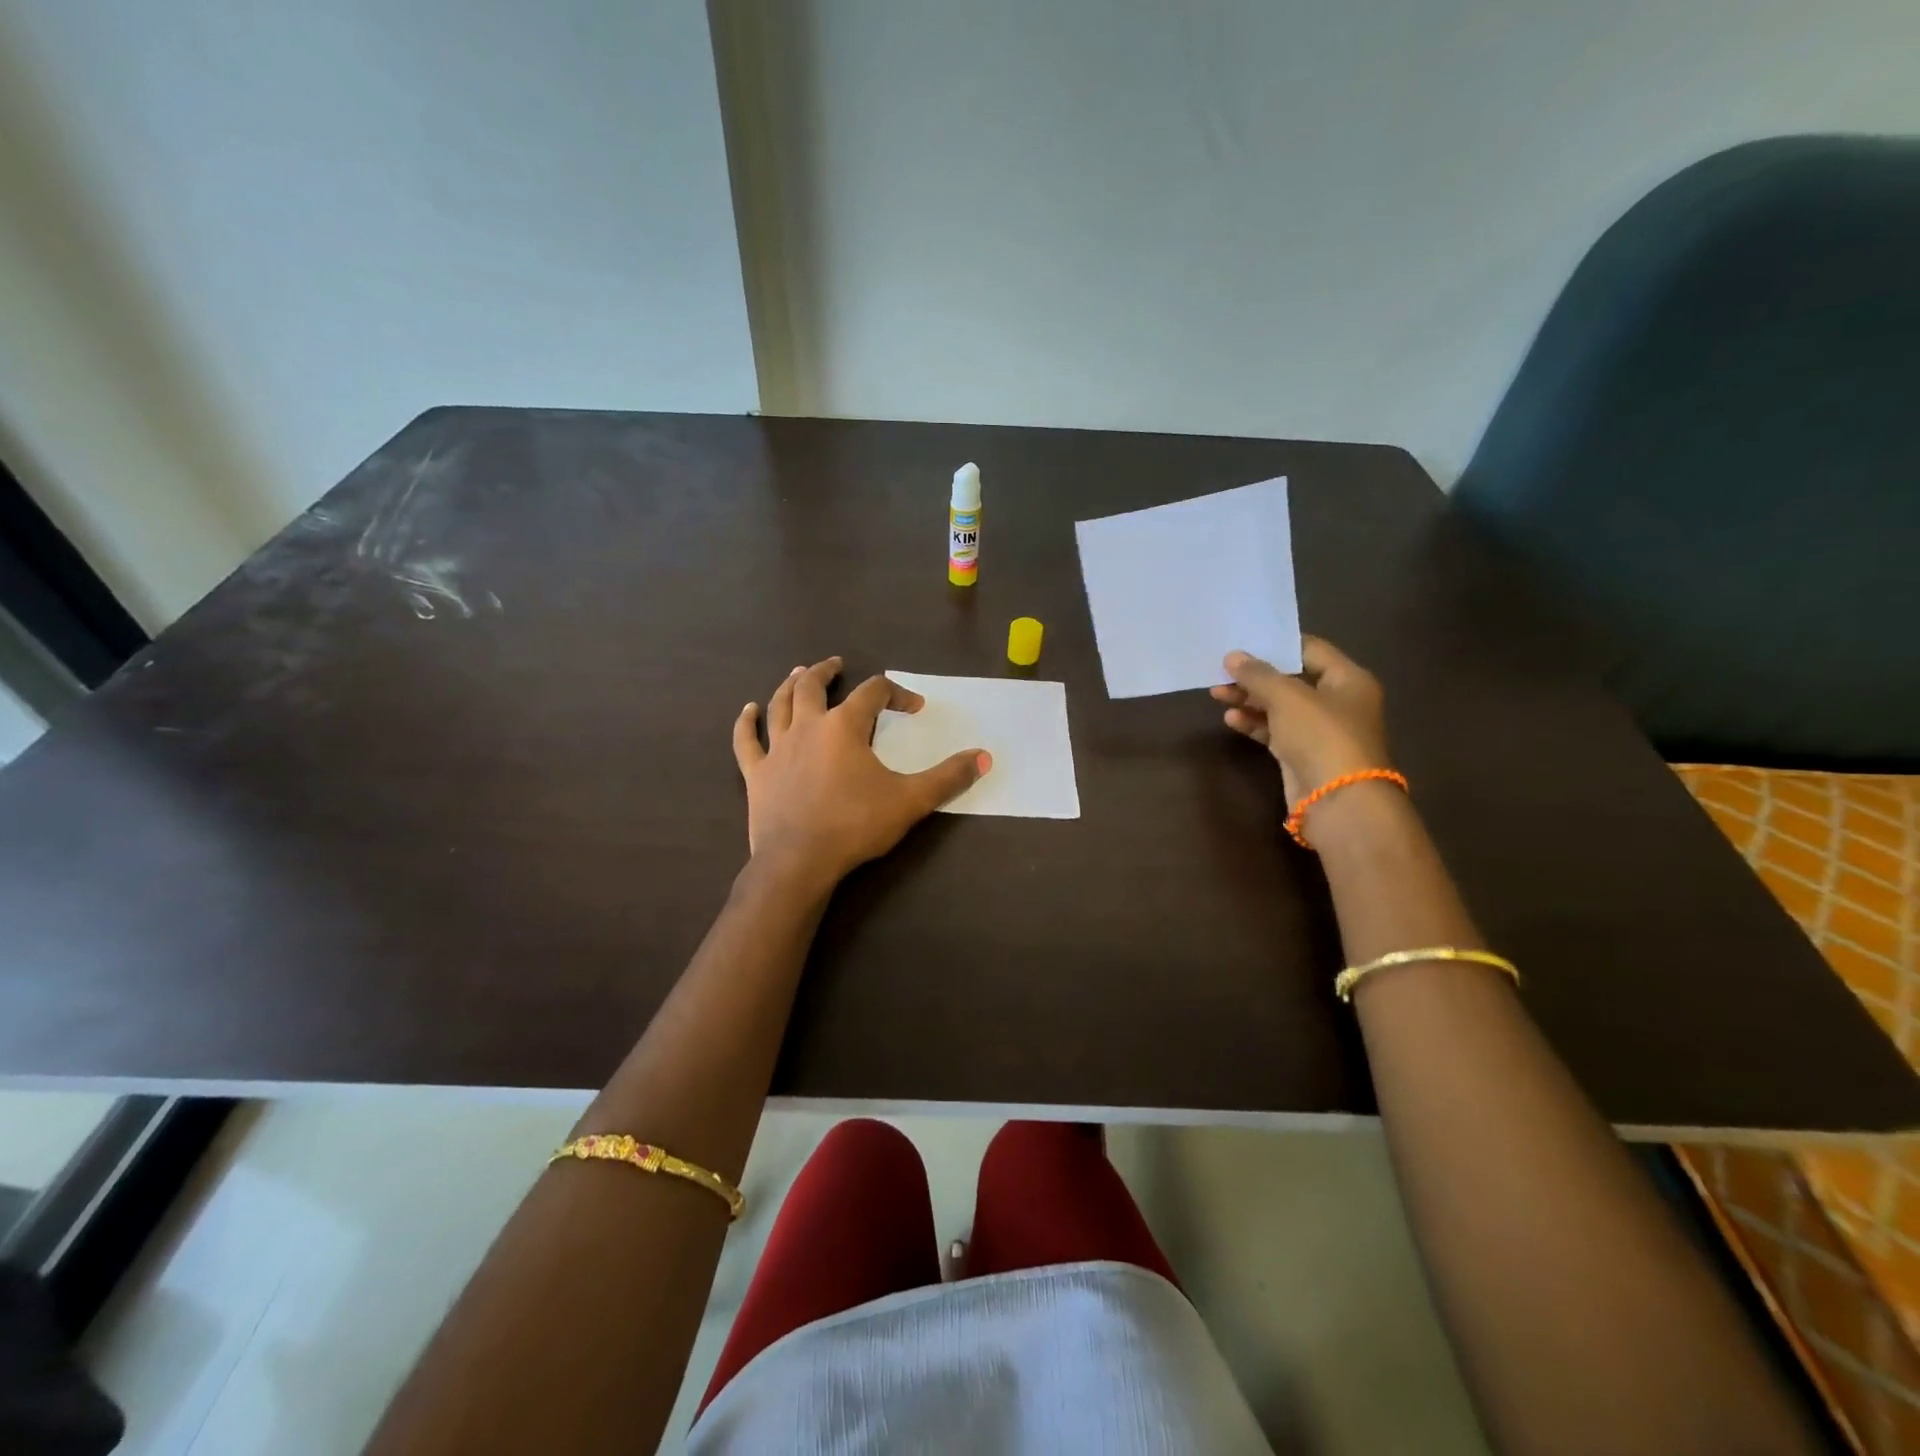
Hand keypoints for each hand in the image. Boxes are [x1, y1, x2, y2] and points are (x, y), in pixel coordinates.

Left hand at [732, 657, 989, 890]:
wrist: (799, 862)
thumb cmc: (855, 826)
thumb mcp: (910, 801)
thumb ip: (948, 777)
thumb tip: (984, 757)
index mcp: (844, 726)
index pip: (874, 693)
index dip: (897, 693)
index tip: (914, 707)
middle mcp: (808, 726)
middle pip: (813, 686)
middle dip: (828, 672)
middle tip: (837, 665)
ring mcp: (777, 749)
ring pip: (780, 705)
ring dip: (790, 685)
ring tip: (799, 673)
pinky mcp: (756, 773)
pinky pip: (747, 741)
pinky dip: (746, 723)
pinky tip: (748, 710)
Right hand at [1209, 636, 1391, 802]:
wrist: (1339, 801)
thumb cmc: (1321, 736)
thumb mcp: (1287, 697)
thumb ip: (1258, 675)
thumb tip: (1232, 656)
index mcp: (1347, 679)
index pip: (1310, 649)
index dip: (1277, 644)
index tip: (1243, 640)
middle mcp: (1337, 702)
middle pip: (1291, 679)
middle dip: (1255, 676)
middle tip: (1221, 670)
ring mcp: (1319, 730)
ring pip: (1279, 707)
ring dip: (1249, 700)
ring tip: (1216, 693)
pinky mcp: (1302, 754)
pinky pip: (1275, 731)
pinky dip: (1254, 724)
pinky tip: (1231, 719)